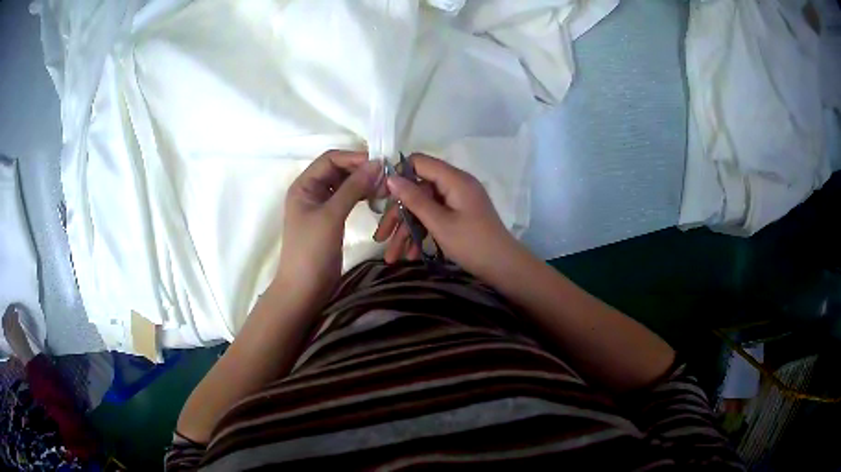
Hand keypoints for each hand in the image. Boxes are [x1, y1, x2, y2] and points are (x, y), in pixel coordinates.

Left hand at [277, 150, 382, 302]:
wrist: (305, 288)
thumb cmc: (311, 250)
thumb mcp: (331, 216)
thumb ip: (353, 188)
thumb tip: (377, 164)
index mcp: (304, 185)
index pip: (330, 159)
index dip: (354, 158)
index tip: (380, 162)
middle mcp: (312, 191)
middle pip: (339, 170)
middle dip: (361, 170)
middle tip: (387, 177)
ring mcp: (321, 205)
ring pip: (345, 185)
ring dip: (364, 183)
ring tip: (386, 188)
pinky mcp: (331, 219)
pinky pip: (348, 199)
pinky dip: (362, 196)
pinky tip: (377, 198)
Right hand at [374, 154, 519, 279]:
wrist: (505, 268)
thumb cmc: (473, 244)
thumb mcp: (440, 223)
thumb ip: (415, 200)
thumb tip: (391, 178)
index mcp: (454, 179)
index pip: (419, 162)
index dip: (397, 175)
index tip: (378, 194)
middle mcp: (455, 185)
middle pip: (417, 191)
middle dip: (398, 215)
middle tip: (380, 237)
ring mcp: (457, 201)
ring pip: (423, 209)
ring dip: (406, 231)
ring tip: (392, 256)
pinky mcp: (458, 216)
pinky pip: (434, 218)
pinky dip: (422, 234)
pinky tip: (410, 255)